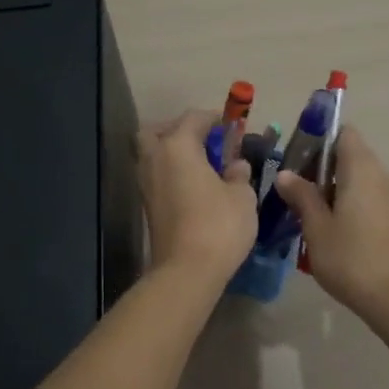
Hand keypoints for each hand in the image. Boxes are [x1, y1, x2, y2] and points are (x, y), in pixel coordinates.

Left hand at [138, 109, 259, 282]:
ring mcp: (146, 183)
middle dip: (179, 130)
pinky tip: (194, 185)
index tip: (232, 126)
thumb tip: (236, 165)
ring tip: (202, 165)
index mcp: (178, 146)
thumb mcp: (242, 196)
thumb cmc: (218, 225)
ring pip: (153, 154)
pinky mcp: (147, 205)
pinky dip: (171, 173)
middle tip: (204, 141)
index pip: (194, 118)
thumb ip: (239, 173)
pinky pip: (157, 175)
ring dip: (173, 152)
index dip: (215, 118)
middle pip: (158, 131)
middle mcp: (155, 158)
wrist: (186, 271)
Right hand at [273, 126, 388, 320]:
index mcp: (362, 169)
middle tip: (296, 189)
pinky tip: (334, 229)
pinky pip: (371, 196)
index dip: (320, 139)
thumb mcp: (316, 226)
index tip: (298, 158)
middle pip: (351, 155)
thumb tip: (285, 174)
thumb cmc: (350, 258)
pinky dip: (351, 201)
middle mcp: (382, 174)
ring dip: (336, 187)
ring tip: (311, 212)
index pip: (344, 133)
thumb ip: (301, 195)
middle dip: (322, 167)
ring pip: (360, 178)